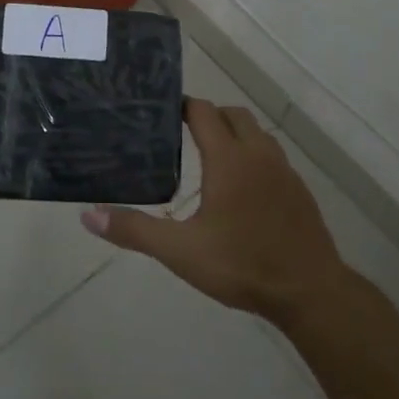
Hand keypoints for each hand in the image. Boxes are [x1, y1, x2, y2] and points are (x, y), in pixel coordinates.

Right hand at [83, 98, 347, 326]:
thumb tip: (88, 215)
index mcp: (229, 159)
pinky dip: (254, 157)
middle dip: (209, 116)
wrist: (309, 291)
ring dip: (235, 134)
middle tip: (182, 133)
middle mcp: (258, 155)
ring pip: (257, 134)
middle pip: (234, 115)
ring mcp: (284, 171)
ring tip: (211, 157)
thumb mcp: (180, 251)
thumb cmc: (242, 264)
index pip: (204, 112)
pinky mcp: (299, 191)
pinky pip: (273, 158)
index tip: (161, 112)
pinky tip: (243, 189)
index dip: (183, 106)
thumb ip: (135, 230)